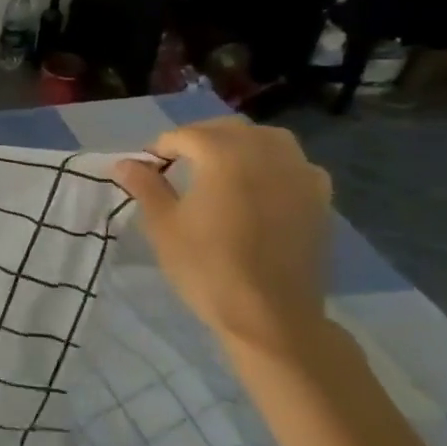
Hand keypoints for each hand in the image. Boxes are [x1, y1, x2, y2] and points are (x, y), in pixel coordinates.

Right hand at [110, 118, 333, 363]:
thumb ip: (145, 186)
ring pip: (266, 139)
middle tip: (177, 166)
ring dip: (239, 145)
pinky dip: (272, 164)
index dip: (161, 149)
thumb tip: (126, 163)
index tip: (148, 171)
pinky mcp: (320, 197)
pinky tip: (259, 187)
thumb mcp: (163, 225)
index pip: (185, 135)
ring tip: (219, 169)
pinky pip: (293, 164)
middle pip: (227, 130)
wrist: (270, 315)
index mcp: (225, 155)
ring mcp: (299, 173)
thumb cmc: (207, 267)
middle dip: (199, 139)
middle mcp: (266, 152)